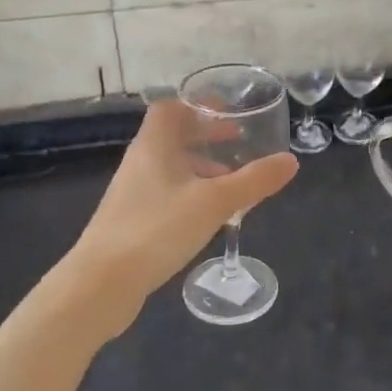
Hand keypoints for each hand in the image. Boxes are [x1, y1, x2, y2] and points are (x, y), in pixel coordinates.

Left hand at [69, 98, 297, 332]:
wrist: (100, 284)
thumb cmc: (157, 229)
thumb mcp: (215, 202)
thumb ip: (254, 180)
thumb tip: (290, 161)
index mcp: (154, 146)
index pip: (170, 109)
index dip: (198, 106)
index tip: (227, 114)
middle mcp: (140, 162)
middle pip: (172, 137)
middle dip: (206, 137)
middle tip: (237, 144)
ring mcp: (132, 193)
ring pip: (170, 167)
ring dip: (199, 168)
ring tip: (230, 183)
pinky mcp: (130, 221)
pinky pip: (164, 194)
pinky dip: (189, 193)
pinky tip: (206, 217)